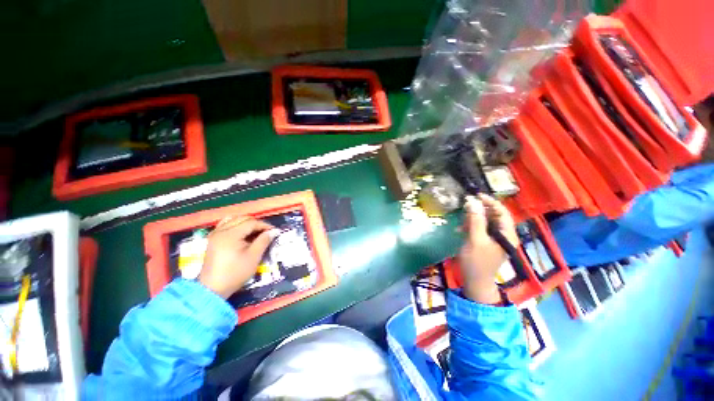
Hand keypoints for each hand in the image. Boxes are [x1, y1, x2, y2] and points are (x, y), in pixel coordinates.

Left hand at [198, 216, 277, 298]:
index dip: (264, 225)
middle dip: (256, 223)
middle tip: (266, 232)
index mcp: (230, 235)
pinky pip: (225, 225)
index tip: (273, 232)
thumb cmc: (235, 273)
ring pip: (233, 220)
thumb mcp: (253, 257)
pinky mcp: (212, 239)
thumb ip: (264, 241)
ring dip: (246, 223)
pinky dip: (236, 225)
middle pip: (242, 219)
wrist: (212, 289)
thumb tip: (274, 231)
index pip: (251, 223)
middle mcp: (221, 231)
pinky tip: (242, 234)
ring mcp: (215, 234)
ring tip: (255, 232)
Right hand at [458, 194, 518, 303]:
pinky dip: (471, 227)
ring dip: (473, 218)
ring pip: (486, 222)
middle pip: (494, 216)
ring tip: (461, 221)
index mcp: (506, 235)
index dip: (490, 202)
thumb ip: (476, 220)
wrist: (475, 282)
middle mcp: (503, 235)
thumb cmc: (476, 262)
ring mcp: (495, 240)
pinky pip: (480, 229)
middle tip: (466, 206)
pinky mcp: (486, 243)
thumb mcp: (475, 240)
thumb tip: (473, 201)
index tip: (476, 195)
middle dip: (480, 210)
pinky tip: (460, 229)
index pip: (502, 212)